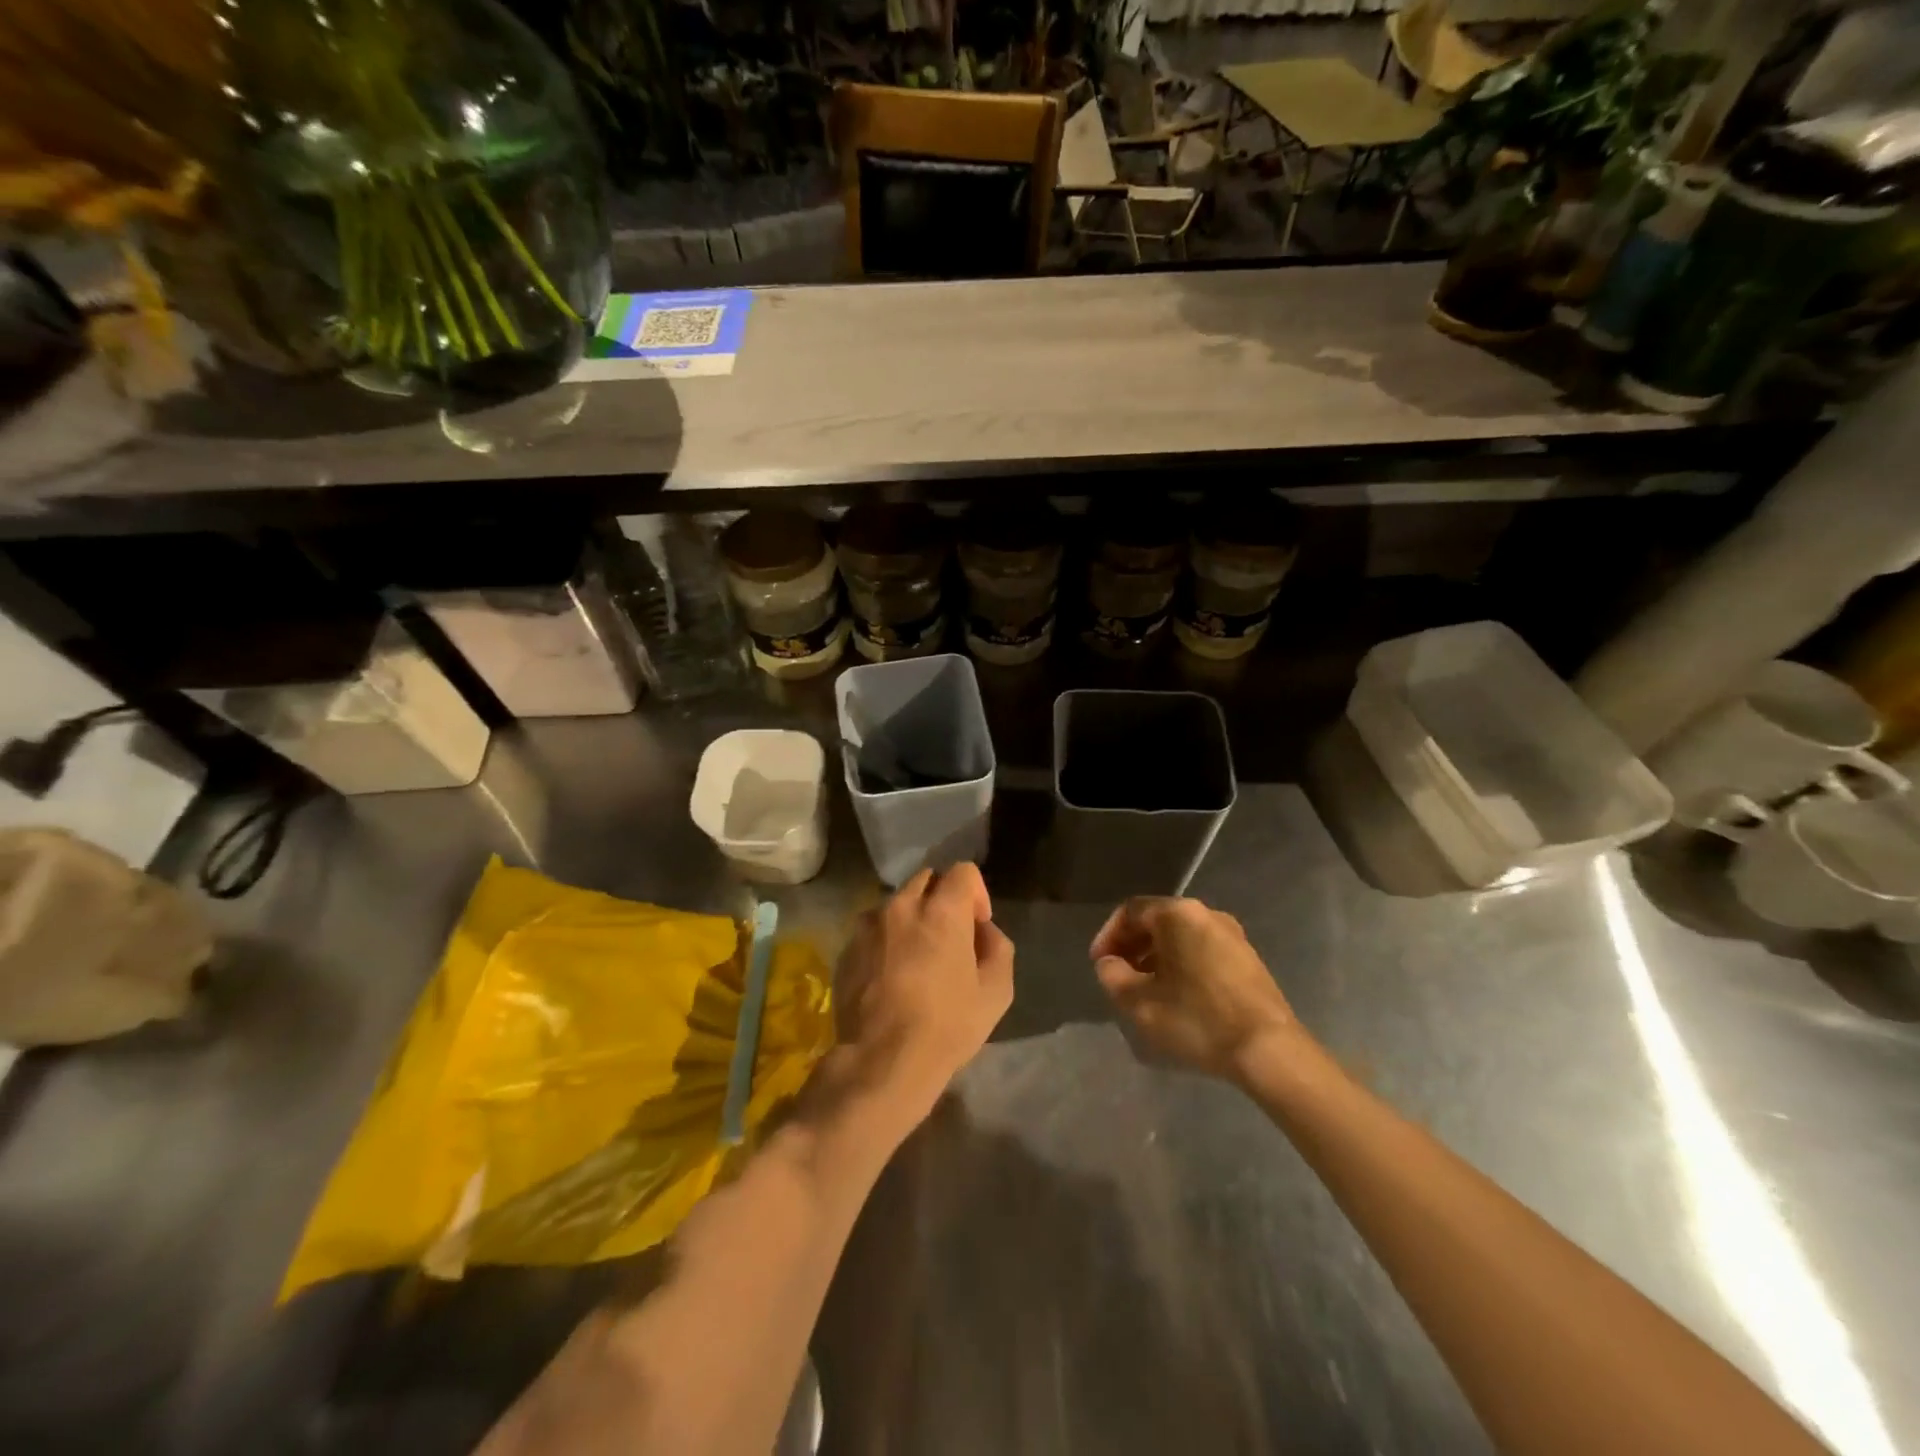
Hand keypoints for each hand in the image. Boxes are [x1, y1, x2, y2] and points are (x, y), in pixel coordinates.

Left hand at [833, 863, 1013, 1127]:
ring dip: (911, 918)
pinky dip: (885, 939)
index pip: (963, 870)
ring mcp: (868, 925)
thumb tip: (982, 930)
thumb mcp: (996, 991)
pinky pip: (872, 929)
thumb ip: (997, 947)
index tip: (976, 926)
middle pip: (926, 879)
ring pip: (896, 903)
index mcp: (942, 909)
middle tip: (948, 937)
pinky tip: (890, 975)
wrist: (881, 1061)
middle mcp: (902, 905)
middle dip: (942, 899)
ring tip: (915, 956)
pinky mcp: (846, 948)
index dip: (976, 893)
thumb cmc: (947, 1025)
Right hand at [1091, 897, 1294, 1082]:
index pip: (1131, 911)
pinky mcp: (1247, 958)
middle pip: (1157, 920)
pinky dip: (1181, 963)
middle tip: (1118, 974)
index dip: (1108, 936)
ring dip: (1156, 956)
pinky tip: (1177, 994)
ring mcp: (1232, 934)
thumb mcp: (1140, 1003)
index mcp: (1178, 914)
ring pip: (1180, 936)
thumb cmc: (1198, 1019)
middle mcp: (1206, 913)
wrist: (1268, 1050)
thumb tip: (1109, 964)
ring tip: (1144, 987)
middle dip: (1132, 945)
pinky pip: (1202, 949)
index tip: (1099, 964)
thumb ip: (1113, 977)